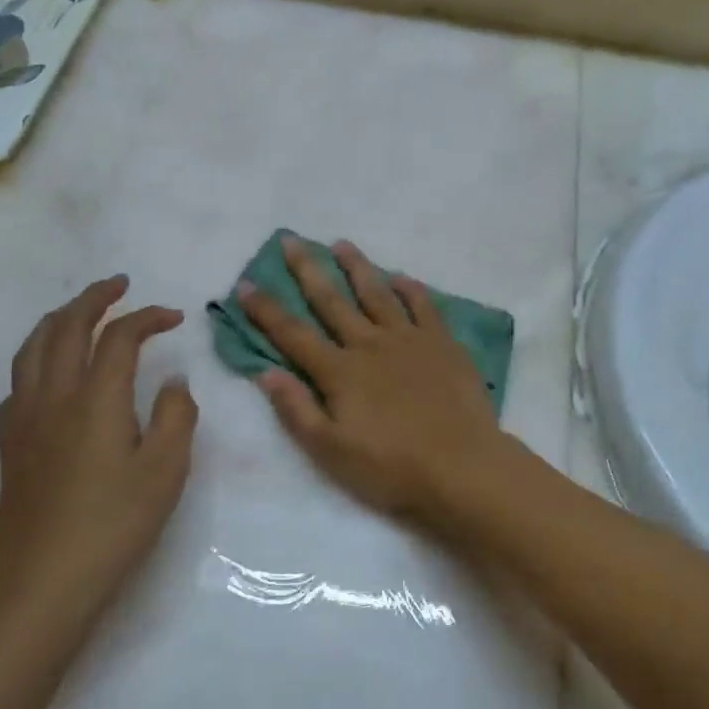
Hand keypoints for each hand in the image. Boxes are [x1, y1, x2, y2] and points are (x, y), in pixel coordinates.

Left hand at [0, 276, 196, 628]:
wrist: (45, 584)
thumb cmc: (116, 525)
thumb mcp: (166, 469)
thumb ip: (176, 414)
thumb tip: (173, 380)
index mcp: (96, 399)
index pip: (119, 336)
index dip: (147, 317)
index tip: (175, 317)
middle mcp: (54, 397)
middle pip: (66, 327)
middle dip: (94, 298)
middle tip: (119, 285)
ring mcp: (24, 420)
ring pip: (32, 349)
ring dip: (59, 319)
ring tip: (80, 312)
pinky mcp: (9, 445)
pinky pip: (17, 383)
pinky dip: (36, 359)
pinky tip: (49, 374)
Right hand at [236, 236, 507, 523]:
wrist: (462, 466)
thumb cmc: (391, 467)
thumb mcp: (332, 451)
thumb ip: (297, 410)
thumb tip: (265, 372)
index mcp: (340, 372)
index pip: (293, 334)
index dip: (266, 310)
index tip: (246, 283)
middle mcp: (370, 344)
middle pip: (332, 300)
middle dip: (307, 269)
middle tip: (290, 240)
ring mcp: (409, 339)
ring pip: (377, 293)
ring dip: (357, 267)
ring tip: (341, 244)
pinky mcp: (443, 343)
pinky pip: (423, 306)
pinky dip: (411, 289)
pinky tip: (402, 277)